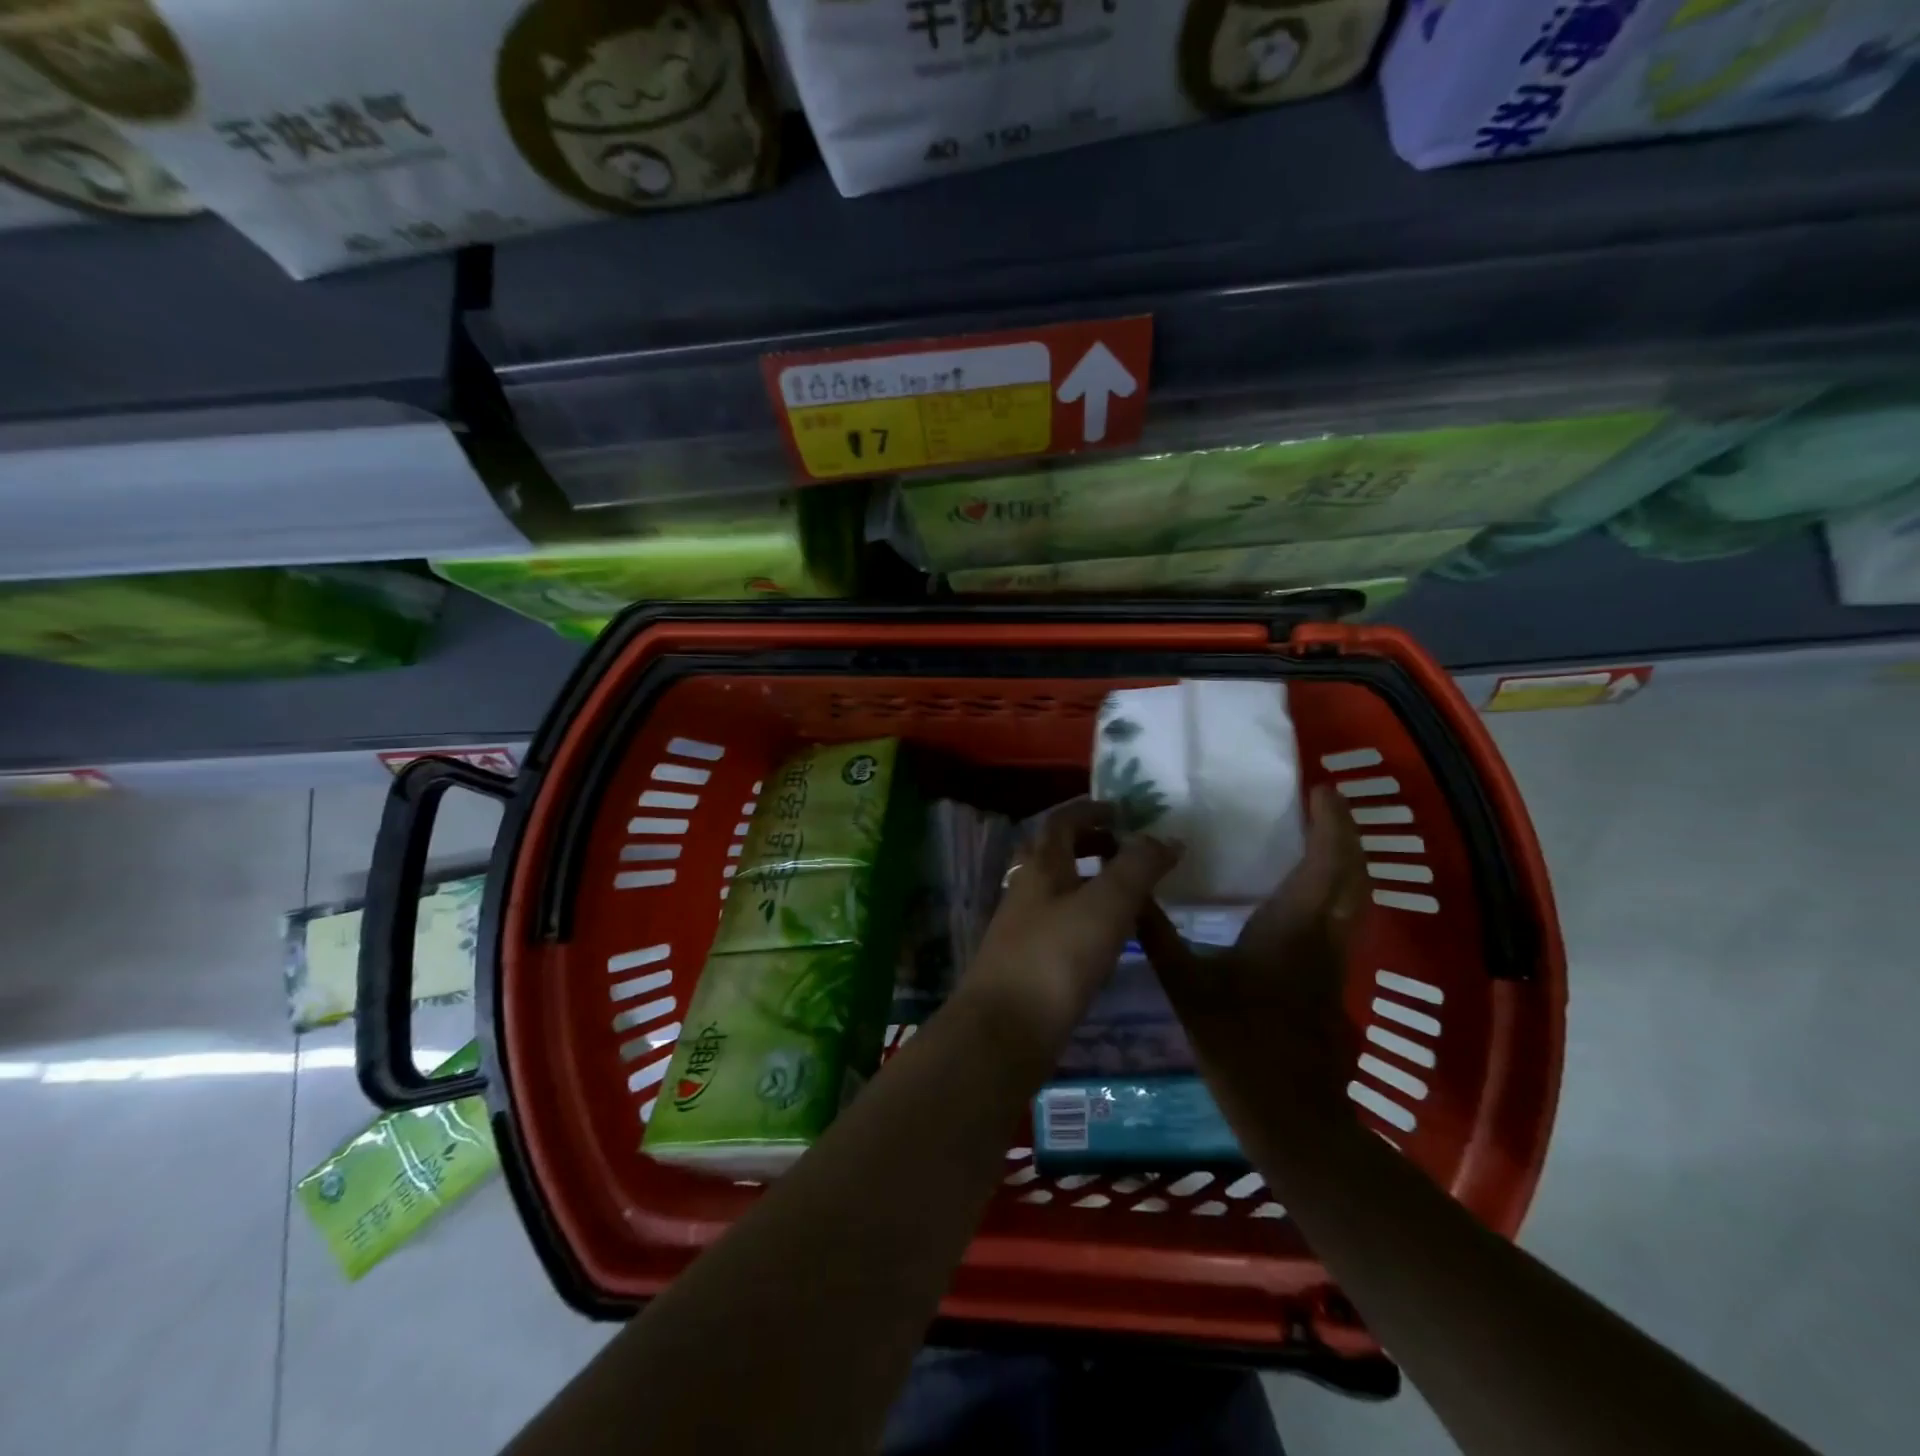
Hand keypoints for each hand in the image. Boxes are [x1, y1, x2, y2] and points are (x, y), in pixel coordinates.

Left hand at [957, 799, 1181, 1074]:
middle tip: (1128, 852)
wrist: (1004, 1030)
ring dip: (1089, 881)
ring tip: (1128, 896)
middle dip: (1091, 844)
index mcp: (1041, 865)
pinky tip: (1106, 940)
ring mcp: (1021, 925)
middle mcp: (1026, 887)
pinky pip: (1058, 922)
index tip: (1125, 813)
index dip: (1092, 810)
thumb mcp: (1107, 905)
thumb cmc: (1057, 957)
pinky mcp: (1026, 960)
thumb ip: (1138, 867)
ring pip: (1057, 889)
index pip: (1062, 821)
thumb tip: (1167, 837)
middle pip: (1056, 852)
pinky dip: (1084, 916)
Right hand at [1137, 786, 1367, 1123]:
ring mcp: (1333, 960)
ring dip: (1343, 860)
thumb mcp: (1186, 985)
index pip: (1327, 861)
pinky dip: (1332, 889)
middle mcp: (1323, 935)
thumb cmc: (1238, 1042)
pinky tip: (1300, 893)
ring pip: (1354, 897)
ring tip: (1314, 836)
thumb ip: (1157, 934)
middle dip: (1345, 833)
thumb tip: (1131, 888)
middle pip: (1354, 873)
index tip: (1321, 789)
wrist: (1290, 1115)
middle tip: (1322, 804)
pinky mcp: (1330, 979)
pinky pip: (1341, 917)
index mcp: (1293, 927)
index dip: (1331, 821)